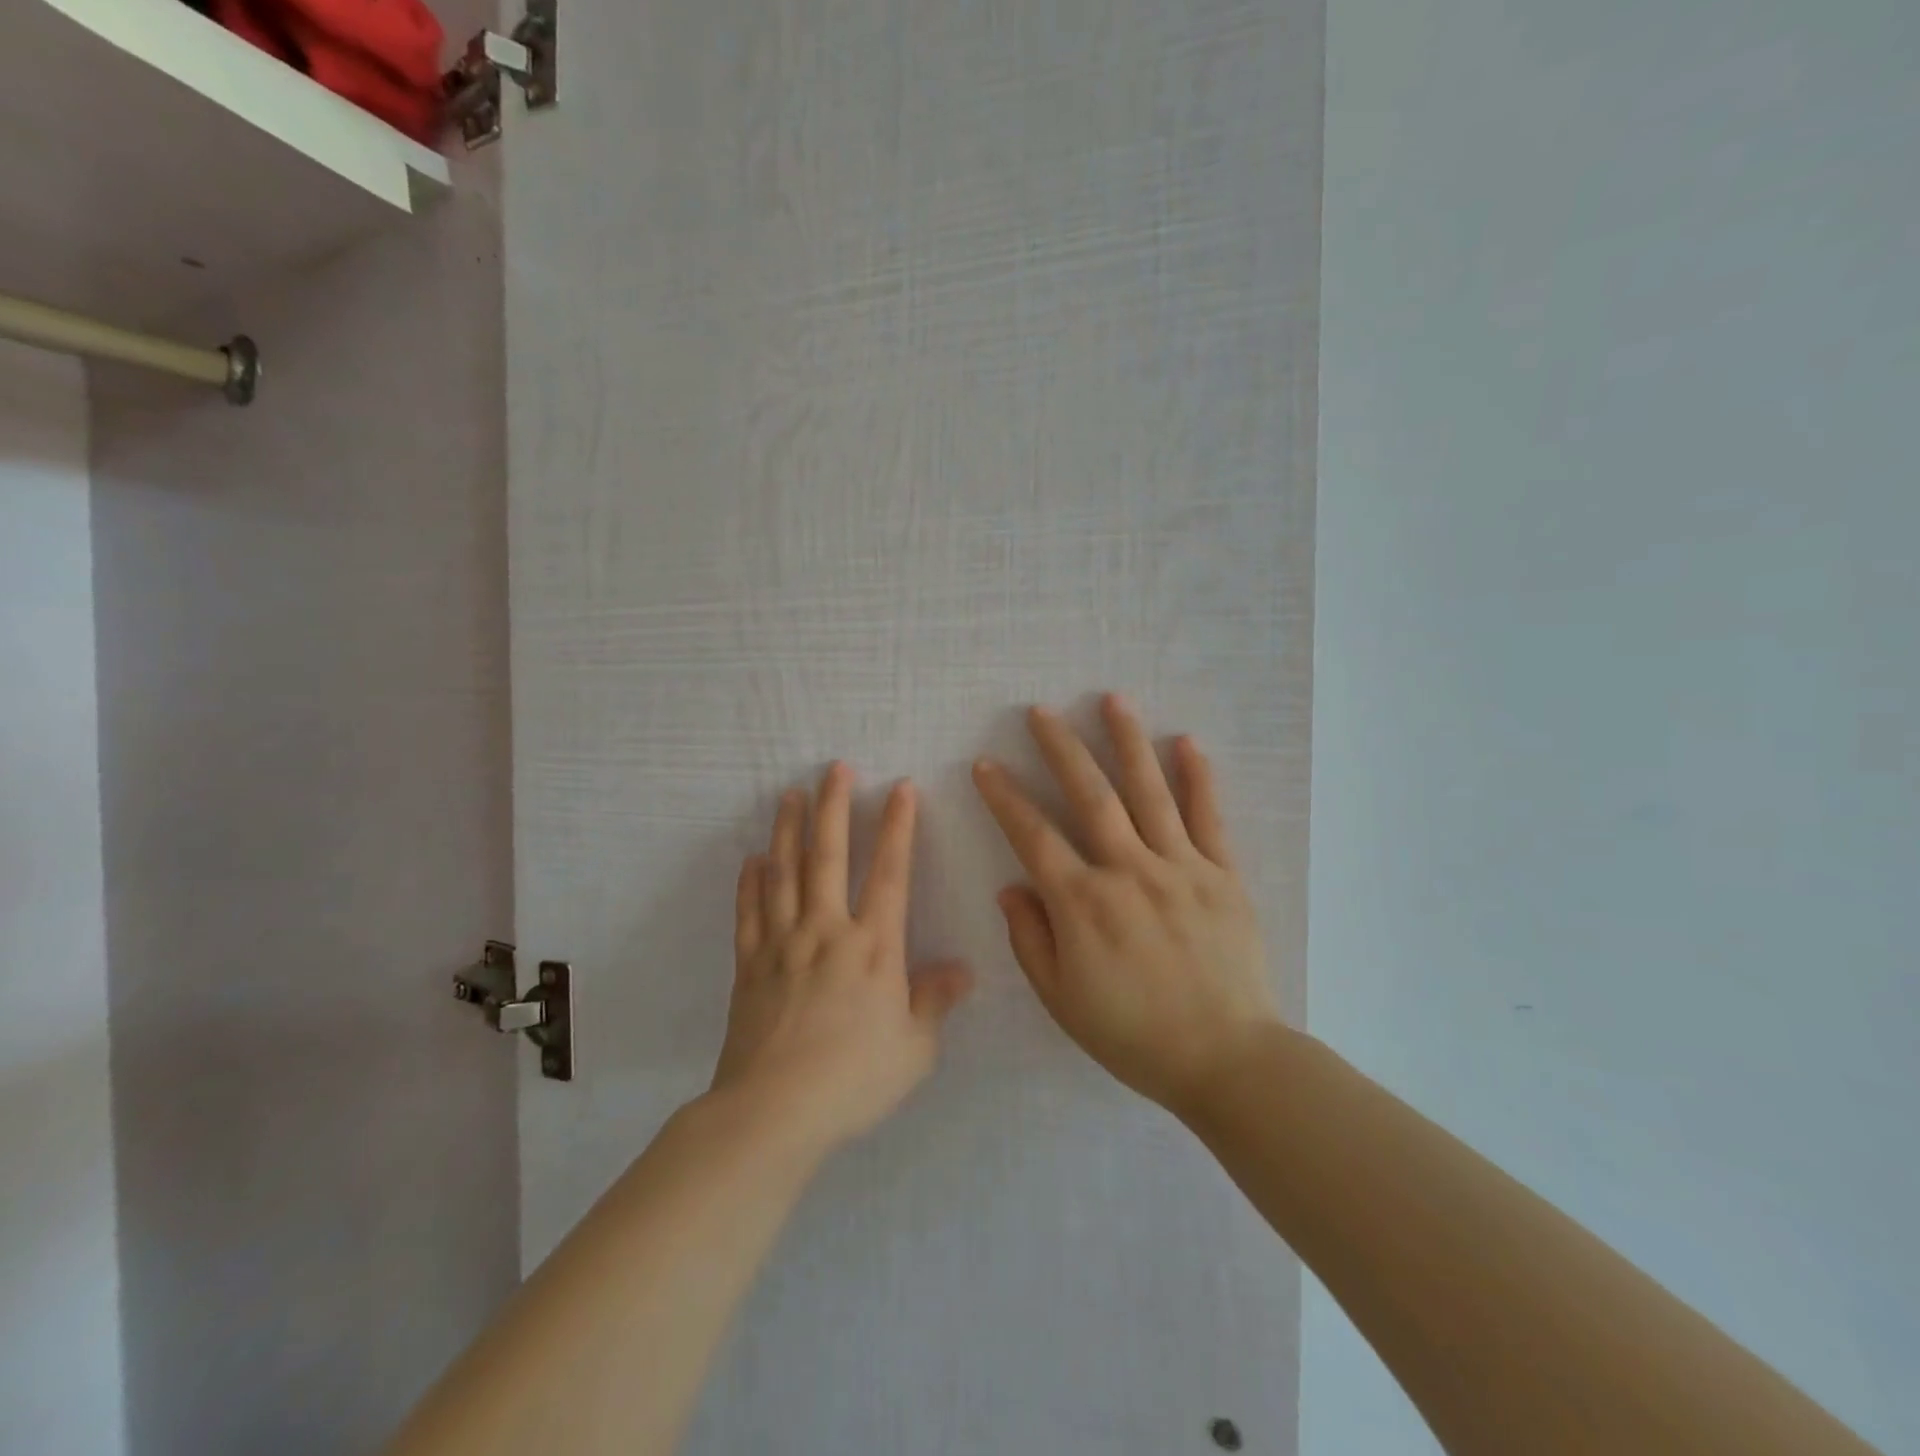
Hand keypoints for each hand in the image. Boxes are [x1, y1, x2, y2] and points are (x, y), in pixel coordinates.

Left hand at [712, 765, 972, 1154]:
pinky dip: (750, 883)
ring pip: (784, 873)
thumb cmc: (853, 1079)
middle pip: (829, 855)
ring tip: (789, 795)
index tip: (901, 787)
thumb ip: (935, 1001)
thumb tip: (962, 970)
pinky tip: (751, 861)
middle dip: (834, 807)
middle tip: (834, 768)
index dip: (899, 826)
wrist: (773, 1111)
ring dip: (787, 830)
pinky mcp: (749, 965)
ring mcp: (782, 944)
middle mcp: (827, 931)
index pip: (891, 872)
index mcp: (873, 946)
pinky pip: (748, 913)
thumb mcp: (914, 1048)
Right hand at [973, 696, 1277, 1114]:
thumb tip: (1012, 886)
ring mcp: (1180, 867)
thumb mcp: (1062, 999)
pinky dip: (1198, 778)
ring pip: (1149, 791)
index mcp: (1083, 903)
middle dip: (1061, 748)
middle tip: (1040, 711)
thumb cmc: (1134, 1035)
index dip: (1005, 797)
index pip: (1033, 835)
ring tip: (1111, 699)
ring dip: (1127, 741)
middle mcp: (1129, 870)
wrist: (1226, 1059)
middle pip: (1090, 795)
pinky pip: (1208, 818)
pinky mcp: (1223, 875)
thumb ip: (1031, 938)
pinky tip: (1186, 742)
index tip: (986, 764)